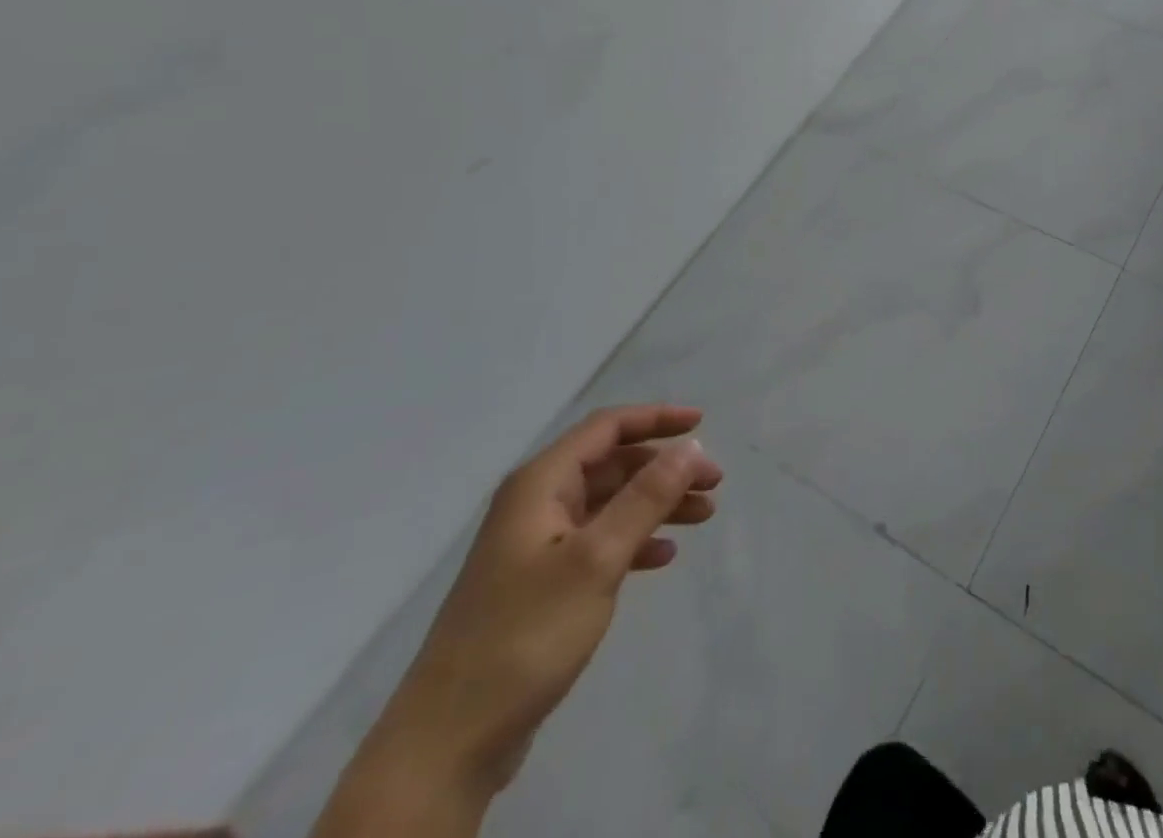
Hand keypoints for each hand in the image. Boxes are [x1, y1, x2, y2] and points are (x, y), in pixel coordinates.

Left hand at [357, 406, 721, 800]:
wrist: (448, 743)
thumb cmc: (525, 635)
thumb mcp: (596, 559)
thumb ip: (646, 497)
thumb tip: (691, 446)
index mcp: (540, 485)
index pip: (607, 428)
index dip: (656, 418)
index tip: (703, 423)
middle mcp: (536, 504)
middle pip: (612, 465)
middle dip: (665, 468)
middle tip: (714, 483)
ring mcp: (536, 546)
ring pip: (610, 504)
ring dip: (657, 504)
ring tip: (703, 516)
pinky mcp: (540, 586)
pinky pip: (599, 543)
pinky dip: (634, 542)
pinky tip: (663, 558)